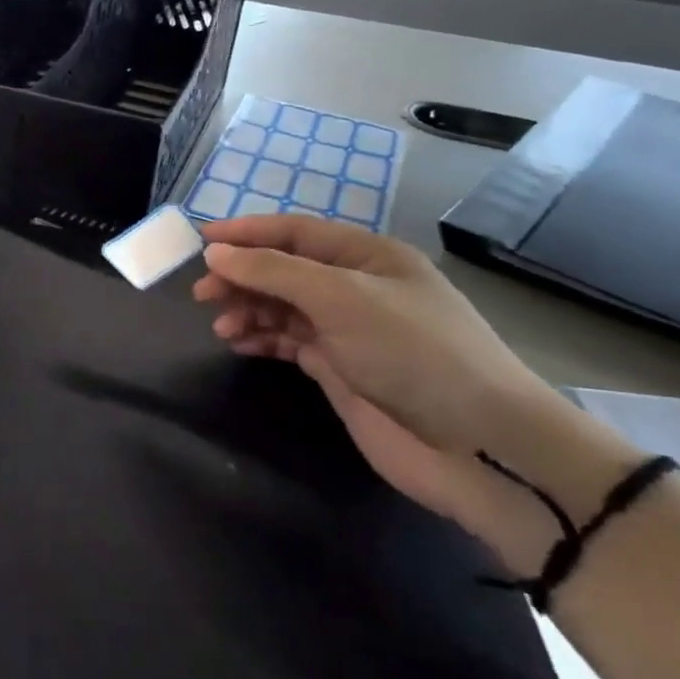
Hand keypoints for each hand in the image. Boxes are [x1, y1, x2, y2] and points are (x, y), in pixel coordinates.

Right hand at [193, 216, 627, 567]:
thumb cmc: (413, 353)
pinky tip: (239, 344)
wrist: (479, 447)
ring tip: (222, 327)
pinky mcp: (341, 369)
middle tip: (202, 294)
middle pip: (283, 269)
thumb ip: (273, 271)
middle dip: (242, 276)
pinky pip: (288, 341)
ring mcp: (349, 330)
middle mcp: (356, 287)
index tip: (200, 242)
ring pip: (281, 306)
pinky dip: (261, 338)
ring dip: (248, 310)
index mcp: (367, 256)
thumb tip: (215, 254)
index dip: (246, 233)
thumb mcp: (340, 298)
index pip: (294, 231)